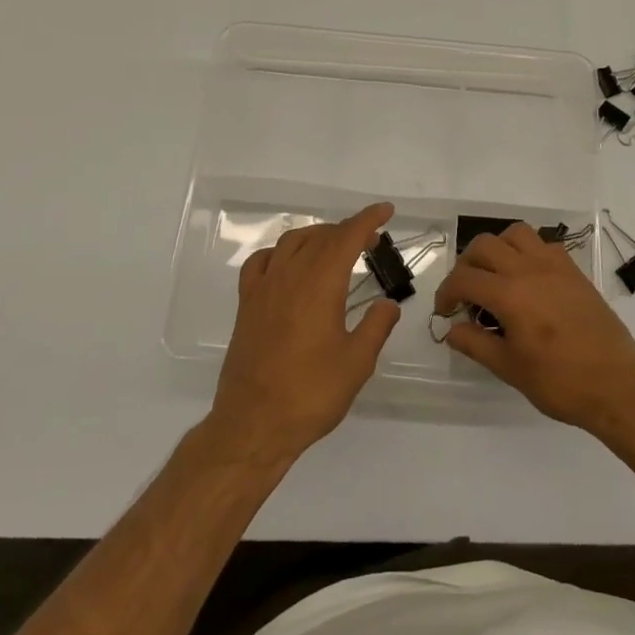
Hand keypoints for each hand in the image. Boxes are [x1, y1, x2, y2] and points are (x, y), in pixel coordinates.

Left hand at [209, 202, 400, 465]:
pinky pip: (261, 261)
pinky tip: (289, 264)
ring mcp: (264, 288)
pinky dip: (280, 252)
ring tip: (335, 246)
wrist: (253, 424)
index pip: (346, 238)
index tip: (386, 211)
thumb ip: (376, 327)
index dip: (368, 220)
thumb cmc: (310, 394)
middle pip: (321, 236)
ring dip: (317, 235)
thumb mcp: (357, 363)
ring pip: (291, 242)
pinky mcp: (246, 304)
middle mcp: (290, 276)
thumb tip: (387, 304)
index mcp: (320, 285)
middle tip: (370, 239)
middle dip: (348, 230)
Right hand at [434, 223, 634, 435]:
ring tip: (495, 275)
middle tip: (466, 293)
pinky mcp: (574, 270)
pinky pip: (543, 244)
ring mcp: (554, 265)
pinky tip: (527, 278)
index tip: (445, 312)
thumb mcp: (510, 369)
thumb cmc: (560, 383)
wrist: (616, 385)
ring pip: (515, 233)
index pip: (464, 278)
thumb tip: (451, 330)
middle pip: (484, 246)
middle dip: (466, 265)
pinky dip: (526, 251)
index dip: (446, 293)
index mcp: (509, 294)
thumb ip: (476, 344)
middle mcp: (529, 269)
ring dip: (497, 248)